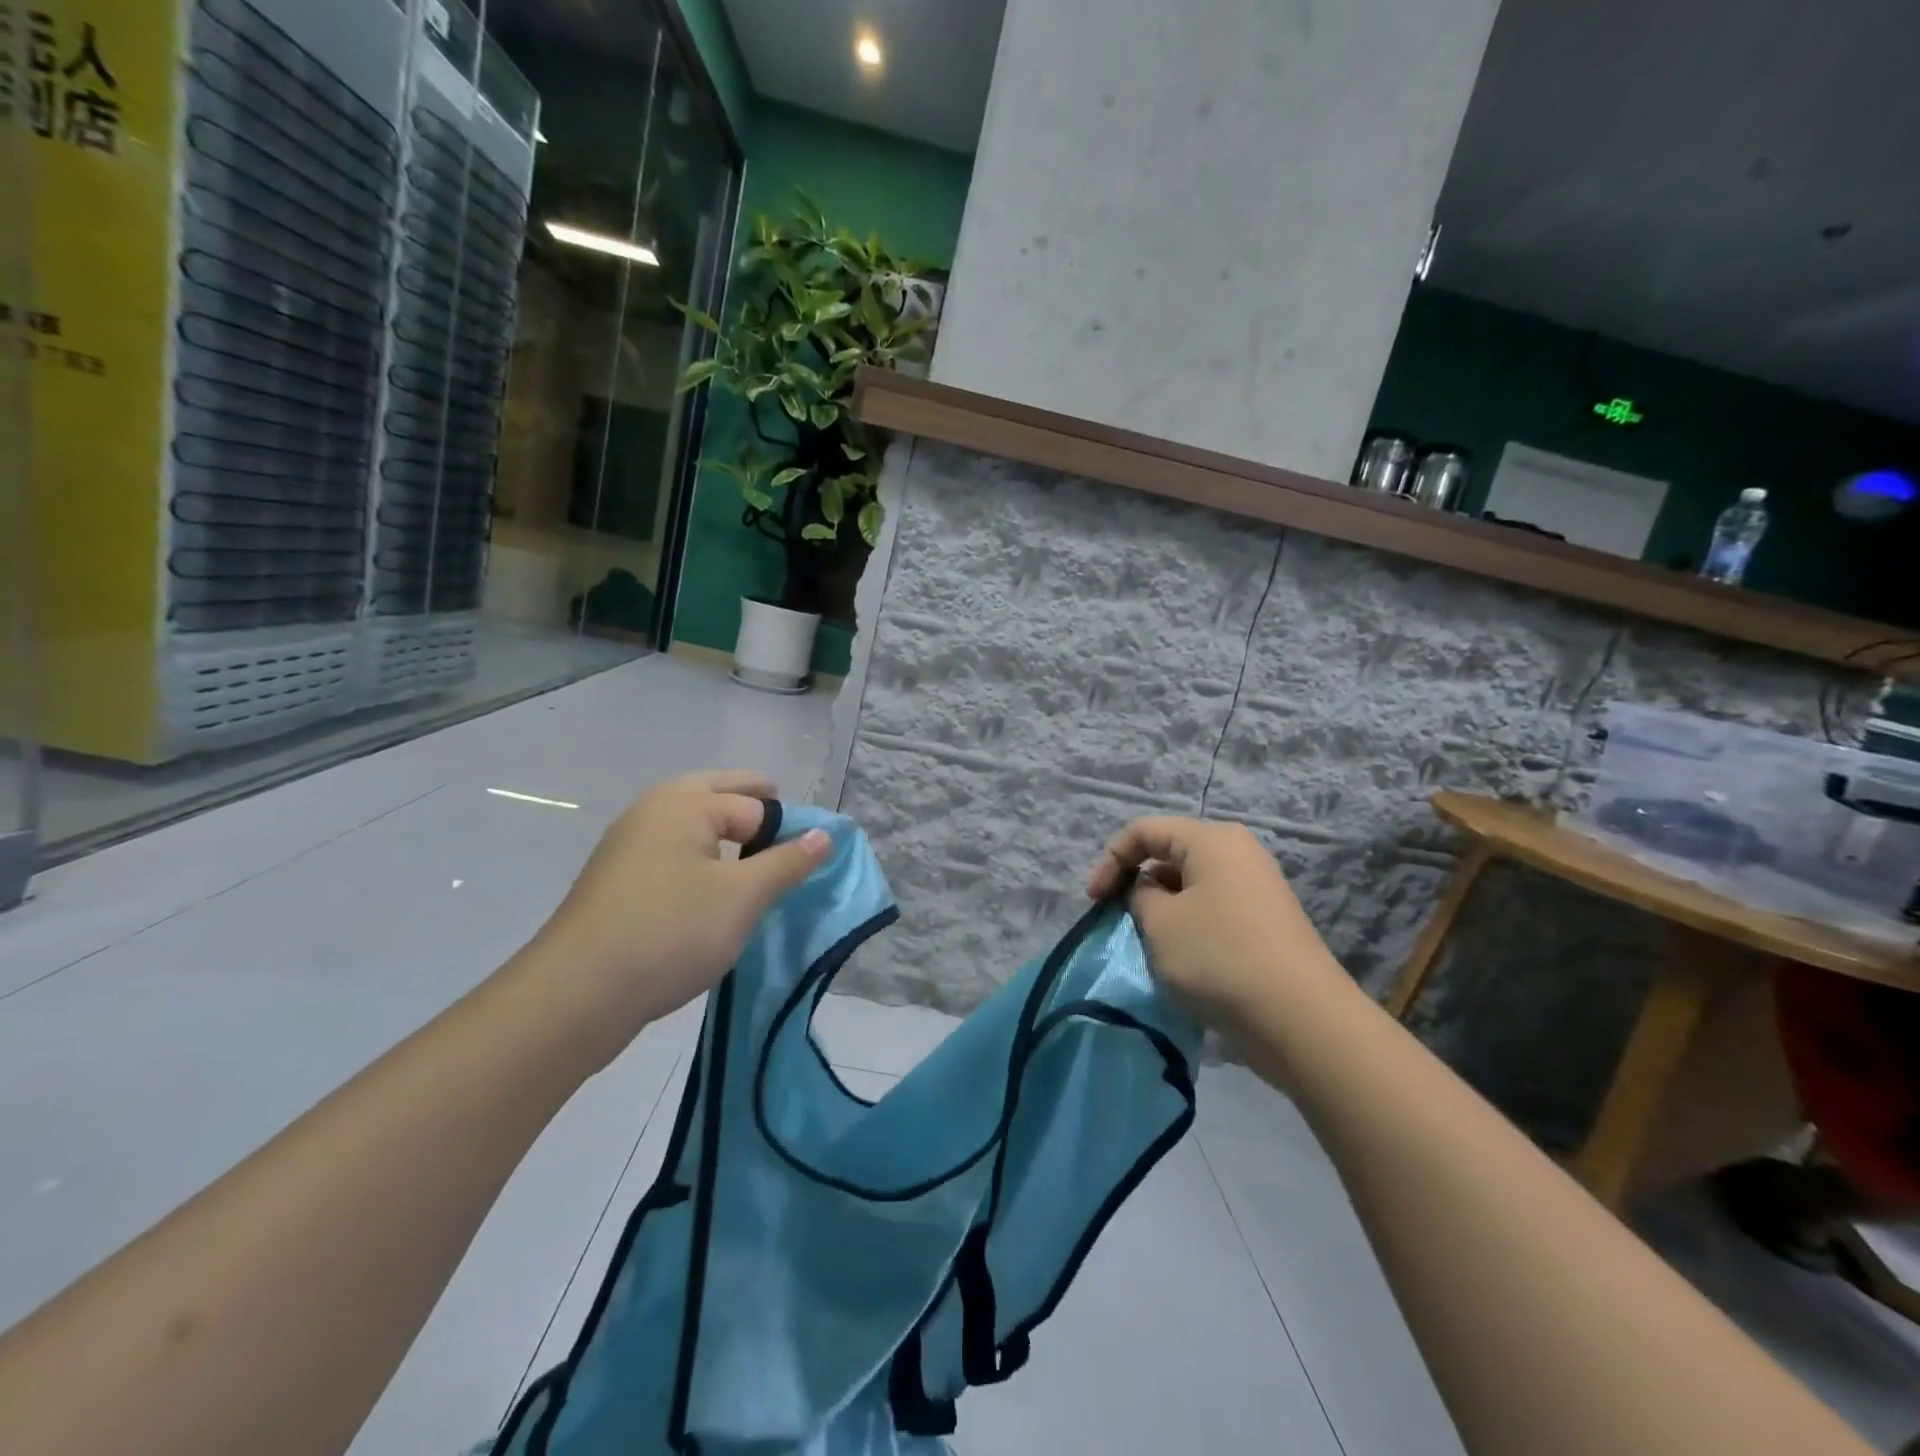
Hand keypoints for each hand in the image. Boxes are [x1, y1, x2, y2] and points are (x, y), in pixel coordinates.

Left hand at [521, 771, 829, 1065]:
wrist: (577, 993)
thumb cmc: (671, 930)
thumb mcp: (743, 897)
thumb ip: (788, 862)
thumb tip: (825, 834)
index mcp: (686, 802)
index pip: (755, 805)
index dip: (788, 827)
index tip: (812, 854)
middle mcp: (653, 810)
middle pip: (714, 794)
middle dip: (751, 804)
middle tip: (783, 820)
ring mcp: (627, 845)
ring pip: (689, 825)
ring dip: (722, 831)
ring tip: (753, 856)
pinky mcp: (616, 881)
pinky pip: (670, 853)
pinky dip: (698, 857)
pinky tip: (709, 888)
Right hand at [1088, 817, 1348, 1028]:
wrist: (1300, 1018)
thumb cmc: (1219, 957)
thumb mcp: (1160, 923)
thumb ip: (1139, 896)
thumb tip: (1150, 892)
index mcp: (1212, 840)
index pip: (1144, 831)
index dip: (1111, 860)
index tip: (1095, 901)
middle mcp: (1238, 852)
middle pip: (1170, 854)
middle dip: (1139, 883)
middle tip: (1122, 920)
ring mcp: (1257, 887)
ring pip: (1192, 884)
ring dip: (1164, 908)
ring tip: (1153, 944)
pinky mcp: (1266, 921)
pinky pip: (1214, 908)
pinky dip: (1191, 924)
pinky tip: (1185, 958)